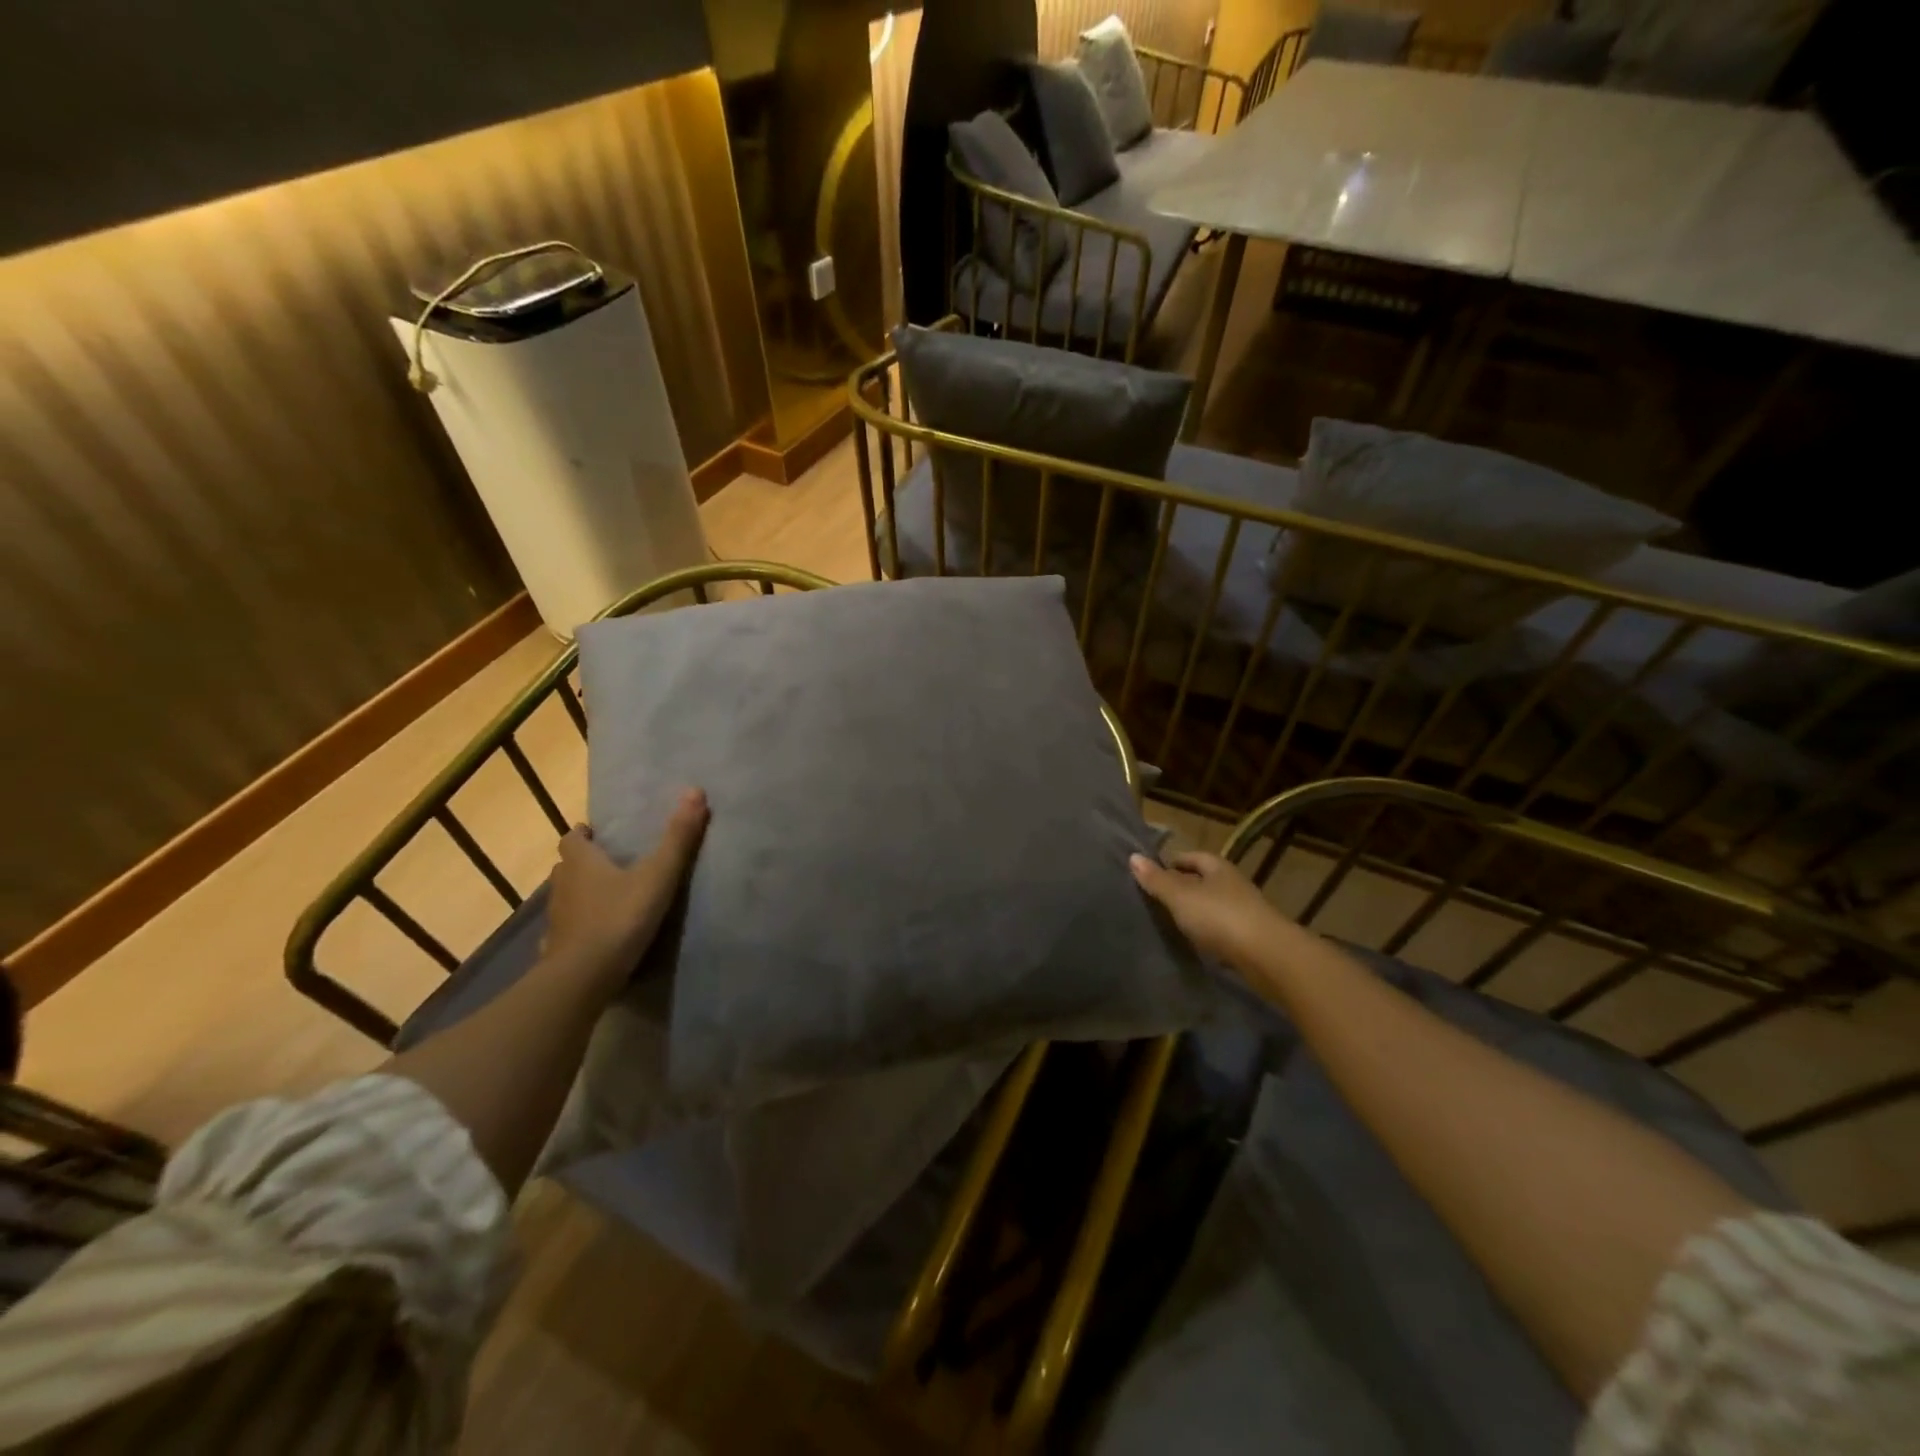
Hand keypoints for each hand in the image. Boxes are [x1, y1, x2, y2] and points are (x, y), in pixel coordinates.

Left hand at [544, 789, 708, 994]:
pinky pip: (566, 931)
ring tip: (608, 898)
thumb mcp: (658, 875)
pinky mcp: (557, 949)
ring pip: (566, 898)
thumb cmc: (619, 917)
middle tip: (609, 863)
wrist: (584, 976)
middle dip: (583, 863)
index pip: (572, 839)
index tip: (596, 833)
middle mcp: (562, 886)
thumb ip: (678, 837)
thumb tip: (695, 790)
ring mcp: (557, 920)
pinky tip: (595, 936)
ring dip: (581, 894)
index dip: (582, 834)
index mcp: (581, 863)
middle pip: (567, 867)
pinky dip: (578, 928)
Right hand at [1129, 850, 1293, 971]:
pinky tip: (1192, 942)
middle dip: (1180, 887)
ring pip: (1211, 906)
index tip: (1149, 874)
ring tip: (1168, 921)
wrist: (1268, 957)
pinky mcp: (1248, 938)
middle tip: (1154, 899)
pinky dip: (1205, 932)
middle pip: (1202, 881)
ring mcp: (1243, 912)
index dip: (1170, 863)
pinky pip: (1220, 929)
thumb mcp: (1181, 896)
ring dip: (1193, 912)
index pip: (1190, 857)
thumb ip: (1157, 880)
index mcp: (1217, 867)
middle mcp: (1232, 884)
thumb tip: (1133, 857)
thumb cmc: (1220, 917)